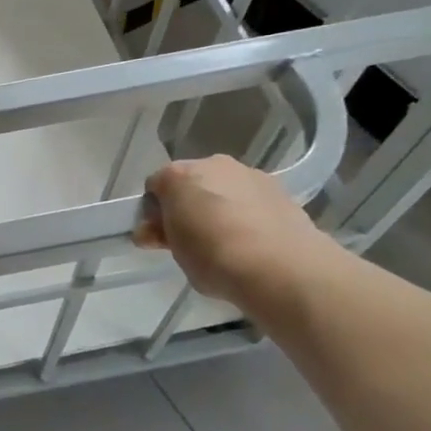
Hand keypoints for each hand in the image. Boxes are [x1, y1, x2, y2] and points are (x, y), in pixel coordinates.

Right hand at [132, 155, 335, 305]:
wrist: (280, 266)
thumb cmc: (213, 256)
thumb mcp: (175, 251)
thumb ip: (162, 235)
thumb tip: (151, 231)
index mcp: (177, 175)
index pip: (155, 187)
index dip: (154, 212)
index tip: (160, 237)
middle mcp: (211, 164)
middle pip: (190, 182)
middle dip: (188, 205)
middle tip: (191, 240)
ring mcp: (248, 174)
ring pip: (223, 187)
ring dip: (219, 206)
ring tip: (228, 242)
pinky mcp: (279, 188)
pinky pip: (251, 198)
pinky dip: (247, 212)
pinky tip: (253, 240)